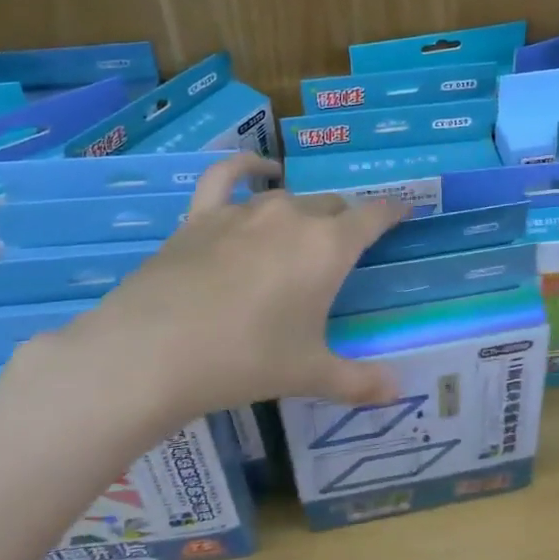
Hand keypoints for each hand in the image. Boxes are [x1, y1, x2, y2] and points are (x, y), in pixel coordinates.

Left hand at [9, 155, 408, 466]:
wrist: (154, 352)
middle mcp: (293, 217)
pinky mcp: (201, 216)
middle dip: (344, 222)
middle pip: (332, 206)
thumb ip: (359, 380)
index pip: (374, 217)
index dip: (392, 213)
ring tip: (302, 233)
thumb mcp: (309, 374)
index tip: (404, 212)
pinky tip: (258, 170)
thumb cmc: (246, 360)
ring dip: (302, 212)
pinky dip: (246, 167)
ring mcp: (244, 212)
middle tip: (343, 251)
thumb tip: (398, 392)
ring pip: (288, 198)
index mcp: (329, 247)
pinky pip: (227, 176)